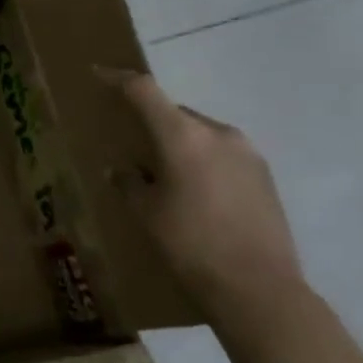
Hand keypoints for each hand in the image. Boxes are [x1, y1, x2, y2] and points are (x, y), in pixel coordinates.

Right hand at [99, 69, 306, 319]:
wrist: (258, 288)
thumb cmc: (189, 244)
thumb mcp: (146, 213)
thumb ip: (129, 182)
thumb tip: (122, 170)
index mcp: (183, 136)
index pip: (144, 91)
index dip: (118, 79)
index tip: (98, 73)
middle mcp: (218, 134)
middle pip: (175, 112)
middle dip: (151, 120)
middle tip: (130, 141)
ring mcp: (247, 153)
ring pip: (200, 133)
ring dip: (178, 142)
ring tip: (162, 171)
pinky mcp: (264, 176)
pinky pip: (221, 154)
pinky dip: (200, 160)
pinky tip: (193, 190)